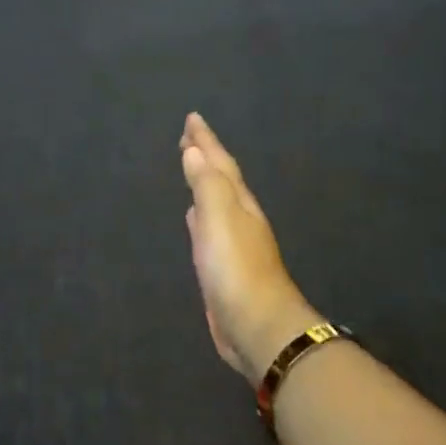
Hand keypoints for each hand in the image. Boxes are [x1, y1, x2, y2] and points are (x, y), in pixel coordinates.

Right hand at [180, 112, 321, 385]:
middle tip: (189, 138)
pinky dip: (200, 216)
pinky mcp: (223, 267)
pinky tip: (194, 218)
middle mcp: (239, 218)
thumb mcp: (219, 218)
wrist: (256, 325)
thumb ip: (206, 184)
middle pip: (221, 179)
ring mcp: (233, 243)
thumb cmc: (235, 268)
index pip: (220, 163)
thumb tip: (195, 151)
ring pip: (216, 202)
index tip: (192, 119)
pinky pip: (208, 229)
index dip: (206, 141)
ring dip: (203, 184)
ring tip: (192, 168)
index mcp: (239, 203)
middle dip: (206, 157)